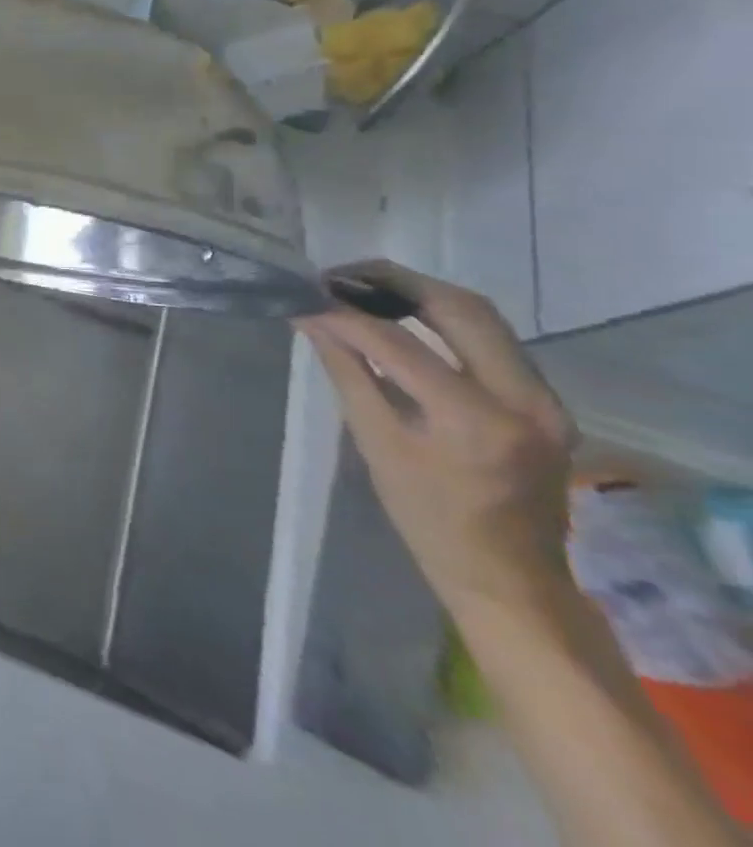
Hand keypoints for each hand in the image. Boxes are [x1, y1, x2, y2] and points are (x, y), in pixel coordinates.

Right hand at [297, 261, 578, 621]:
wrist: (509, 577)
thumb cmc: (427, 519)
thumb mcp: (375, 443)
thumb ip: (347, 371)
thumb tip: (310, 318)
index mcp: (475, 422)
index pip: (397, 345)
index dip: (345, 314)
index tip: (306, 295)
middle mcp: (524, 401)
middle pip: (460, 309)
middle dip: (394, 281)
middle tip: (339, 275)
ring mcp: (546, 399)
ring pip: (481, 316)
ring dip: (419, 293)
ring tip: (363, 287)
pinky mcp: (546, 400)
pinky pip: (491, 339)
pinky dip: (441, 317)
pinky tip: (401, 316)